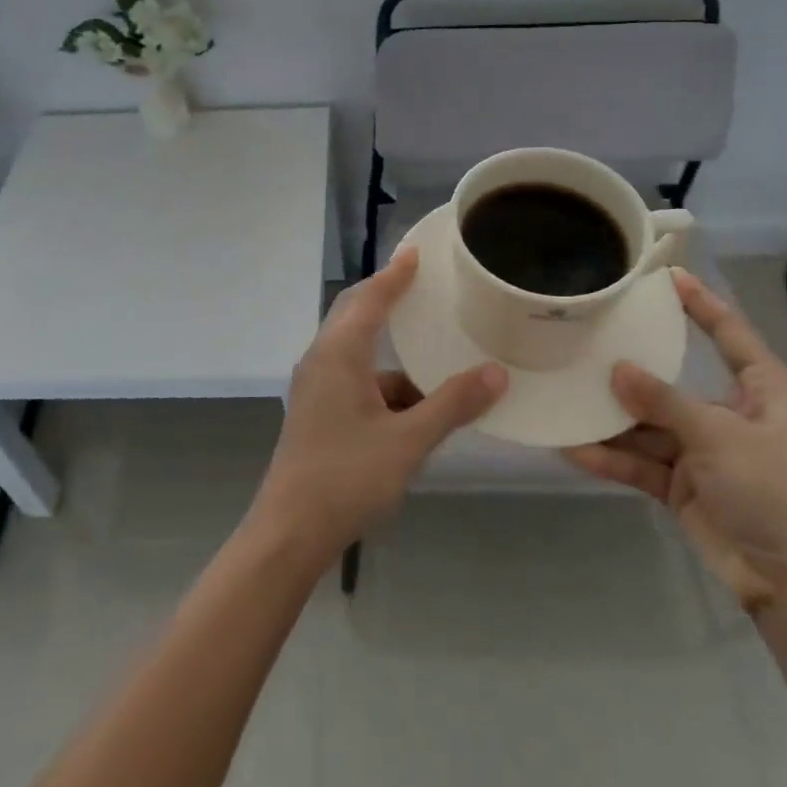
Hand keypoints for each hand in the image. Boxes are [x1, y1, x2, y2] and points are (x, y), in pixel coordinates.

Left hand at [249, 248, 507, 564]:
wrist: (289, 532)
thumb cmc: (346, 478)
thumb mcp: (408, 441)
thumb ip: (452, 405)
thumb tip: (496, 373)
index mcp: (338, 354)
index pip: (369, 299)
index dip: (394, 275)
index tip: (416, 254)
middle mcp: (322, 360)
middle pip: (355, 315)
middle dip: (386, 298)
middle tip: (420, 284)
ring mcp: (315, 387)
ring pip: (356, 352)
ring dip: (390, 350)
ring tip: (431, 351)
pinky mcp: (317, 412)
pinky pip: (354, 380)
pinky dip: (383, 382)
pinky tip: (413, 405)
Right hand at [563, 269, 786, 610]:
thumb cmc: (781, 492)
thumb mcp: (722, 436)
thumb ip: (665, 402)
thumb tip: (617, 369)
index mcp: (761, 391)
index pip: (729, 334)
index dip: (701, 304)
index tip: (667, 276)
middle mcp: (731, 416)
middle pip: (674, 383)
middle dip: (632, 369)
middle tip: (585, 341)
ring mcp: (706, 456)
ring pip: (650, 427)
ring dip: (612, 420)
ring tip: (564, 399)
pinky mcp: (686, 492)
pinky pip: (643, 466)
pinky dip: (613, 460)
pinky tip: (574, 450)